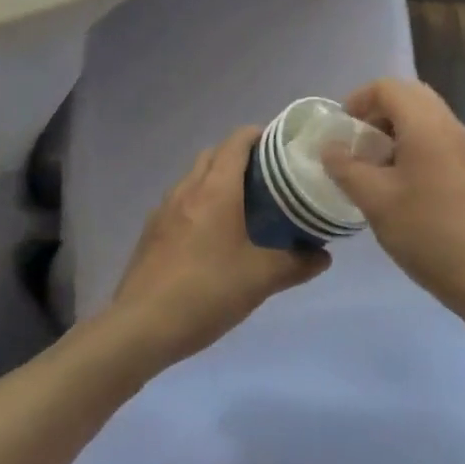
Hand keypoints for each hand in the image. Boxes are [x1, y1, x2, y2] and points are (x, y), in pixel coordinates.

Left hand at [108, 127, 329, 366]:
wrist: (140, 328)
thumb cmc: (206, 292)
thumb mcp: (260, 280)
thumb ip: (296, 264)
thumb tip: (324, 256)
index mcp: (216, 189)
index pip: (237, 141)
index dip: (260, 135)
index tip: (281, 146)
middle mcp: (188, 189)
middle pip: (214, 154)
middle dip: (239, 156)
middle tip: (267, 178)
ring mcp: (164, 209)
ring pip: (194, 177)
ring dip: (216, 179)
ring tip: (241, 205)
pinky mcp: (151, 232)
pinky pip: (179, 201)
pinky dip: (198, 202)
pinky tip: (210, 235)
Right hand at [321, 79, 464, 315]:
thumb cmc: (426, 232)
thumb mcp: (375, 200)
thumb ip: (346, 167)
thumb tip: (330, 146)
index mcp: (426, 125)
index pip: (388, 87)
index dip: (359, 99)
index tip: (342, 128)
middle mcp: (449, 124)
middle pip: (410, 95)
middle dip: (378, 109)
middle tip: (358, 140)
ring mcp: (464, 145)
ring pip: (425, 115)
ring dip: (396, 126)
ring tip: (375, 162)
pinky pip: (437, 135)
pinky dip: (413, 140)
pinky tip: (400, 179)